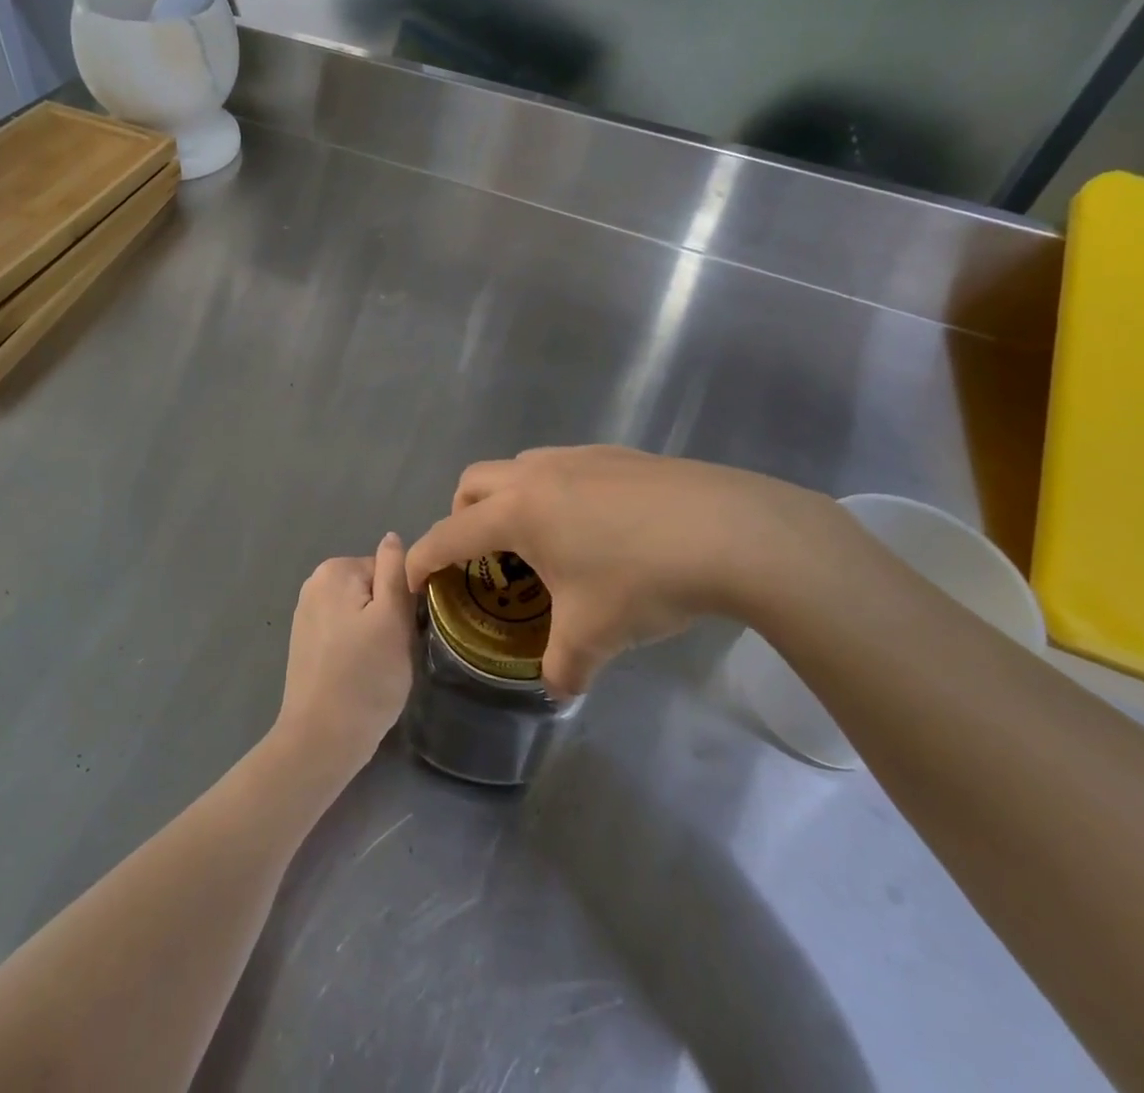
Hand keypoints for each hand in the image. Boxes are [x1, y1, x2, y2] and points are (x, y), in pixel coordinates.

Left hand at [272, 533, 416, 778]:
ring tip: (375, 666)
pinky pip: (344, 631)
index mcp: (335, 570)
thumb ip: (395, 571)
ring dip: (374, 633)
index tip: (403, 632)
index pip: (388, 570)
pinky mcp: (305, 642)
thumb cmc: (366, 678)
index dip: (402, 601)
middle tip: (391, 652)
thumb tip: (392, 537)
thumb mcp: (394, 618)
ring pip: (360, 612)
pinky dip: (355, 647)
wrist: (321, 739)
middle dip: (387, 616)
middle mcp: (314, 583)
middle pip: (373, 589)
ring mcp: (306, 613)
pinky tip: (357, 674)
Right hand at [406, 446, 868, 696]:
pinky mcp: (618, 454)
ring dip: (510, 500)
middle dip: (462, 517)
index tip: (411, 579)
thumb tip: (557, 689)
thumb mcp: (595, 636)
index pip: (448, 534)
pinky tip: (597, 528)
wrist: (731, 531)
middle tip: (482, 558)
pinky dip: (556, 493)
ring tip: (543, 543)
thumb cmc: (643, 580)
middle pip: (473, 482)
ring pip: (520, 468)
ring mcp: (579, 457)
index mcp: (517, 512)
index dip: (422, 558)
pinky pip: (565, 467)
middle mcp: (537, 474)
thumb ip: (563, 667)